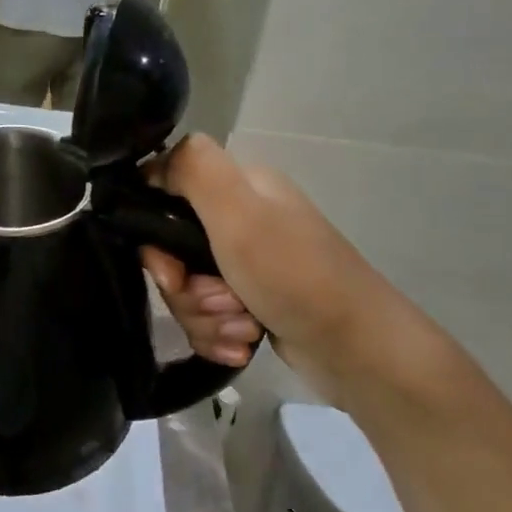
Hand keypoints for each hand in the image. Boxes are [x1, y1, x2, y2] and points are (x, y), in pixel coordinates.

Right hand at [154, 136, 396, 382]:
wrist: (359, 349)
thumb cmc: (294, 275)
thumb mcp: (239, 213)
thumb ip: (193, 170)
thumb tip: (152, 161)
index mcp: (238, 188)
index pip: (165, 195)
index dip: (155, 236)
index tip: (169, 271)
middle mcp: (241, 220)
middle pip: (172, 253)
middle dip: (188, 289)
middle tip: (220, 302)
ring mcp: (246, 265)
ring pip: (187, 290)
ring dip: (206, 318)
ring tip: (242, 329)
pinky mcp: (251, 303)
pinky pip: (206, 318)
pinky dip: (218, 336)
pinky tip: (243, 346)